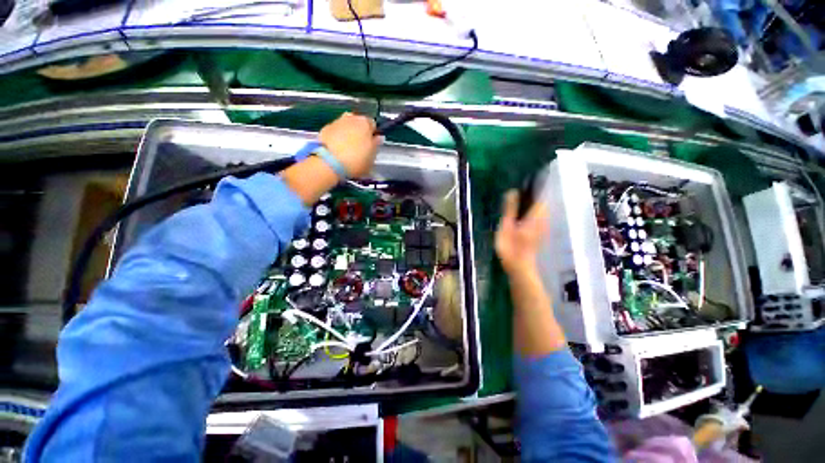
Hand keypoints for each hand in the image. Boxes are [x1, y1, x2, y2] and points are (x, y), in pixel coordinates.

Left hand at [319, 112, 380, 177]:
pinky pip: (335, 133)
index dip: (373, 135)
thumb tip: (377, 138)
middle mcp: (350, 118)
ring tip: (348, 150)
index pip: (373, 125)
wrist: (329, 162)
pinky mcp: (324, 130)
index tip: (372, 145)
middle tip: (360, 148)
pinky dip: (337, 139)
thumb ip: (376, 146)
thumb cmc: (355, 160)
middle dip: (359, 133)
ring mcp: (336, 122)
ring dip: (348, 135)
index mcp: (365, 123)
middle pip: (358, 124)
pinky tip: (337, 151)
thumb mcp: (372, 157)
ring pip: (346, 127)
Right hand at [495, 190, 547, 275]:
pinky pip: (538, 215)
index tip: (524, 179)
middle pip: (541, 201)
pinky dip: (531, 210)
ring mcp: (542, 226)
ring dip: (531, 201)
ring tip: (517, 198)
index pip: (540, 195)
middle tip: (517, 189)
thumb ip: (510, 209)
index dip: (535, 186)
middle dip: (532, 193)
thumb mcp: (506, 226)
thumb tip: (512, 191)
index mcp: (535, 216)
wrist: (519, 267)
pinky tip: (520, 213)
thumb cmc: (511, 247)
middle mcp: (542, 219)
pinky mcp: (539, 231)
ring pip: (540, 208)